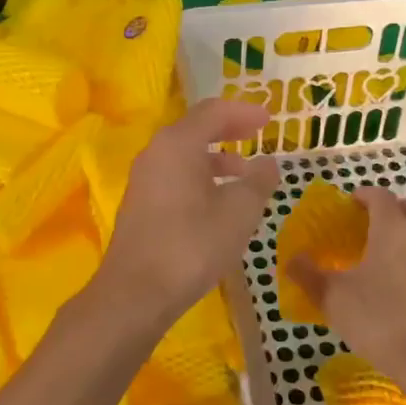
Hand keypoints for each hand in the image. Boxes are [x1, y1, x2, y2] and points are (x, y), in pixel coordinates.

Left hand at [96, 99, 279, 330]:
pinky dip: (200, 176)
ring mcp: (144, 178)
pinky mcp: (141, 203)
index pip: (213, 111)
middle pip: (196, 128)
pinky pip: (175, 174)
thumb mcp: (238, 213)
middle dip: (229, 129)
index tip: (270, 118)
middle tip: (257, 134)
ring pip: (184, 154)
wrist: (136, 293)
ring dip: (216, 157)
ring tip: (244, 174)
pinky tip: (218, 200)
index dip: (244, 111)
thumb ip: (258, 182)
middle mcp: (156, 152)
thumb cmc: (192, 245)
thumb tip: (269, 163)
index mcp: (178, 144)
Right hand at [286, 186, 405, 385]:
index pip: (381, 196)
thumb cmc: (378, 320)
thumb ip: (308, 275)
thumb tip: (290, 260)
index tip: (351, 204)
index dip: (365, 195)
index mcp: (392, 230)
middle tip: (371, 227)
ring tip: (385, 264)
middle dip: (393, 209)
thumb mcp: (333, 298)